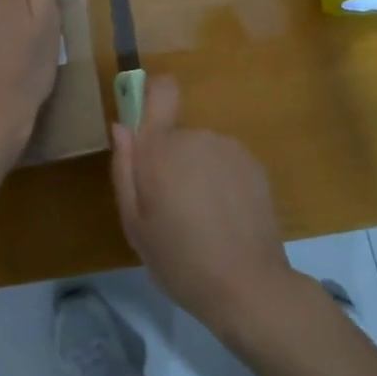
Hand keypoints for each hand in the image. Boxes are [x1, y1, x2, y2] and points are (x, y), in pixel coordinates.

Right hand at [110, 74, 296, 338]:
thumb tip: (121, 127)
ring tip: (202, 219)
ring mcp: (230, 149)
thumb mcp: (135, 224)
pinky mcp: (255, 165)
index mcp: (162, 147)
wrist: (247, 285)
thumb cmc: (179, 259)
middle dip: (171, 162)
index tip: (147, 126)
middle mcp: (197, 136)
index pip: (161, 90)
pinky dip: (223, 183)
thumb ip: (124, 169)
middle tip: (172, 208)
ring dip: (198, 173)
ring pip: (202, 151)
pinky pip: (226, 164)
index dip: (153, 95)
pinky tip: (226, 219)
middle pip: (176, 136)